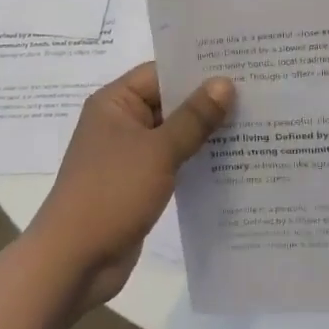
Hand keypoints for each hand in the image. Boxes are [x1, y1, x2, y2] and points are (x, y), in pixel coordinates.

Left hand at [26, 63, 232, 310]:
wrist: (73, 263)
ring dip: (205, 132)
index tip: (238, 66)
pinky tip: (230, 160)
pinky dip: (195, 159)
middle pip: (169, 101)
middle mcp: (120, 122)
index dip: (197, 69)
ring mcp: (128, 155)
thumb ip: (194, 117)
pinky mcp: (138, 183)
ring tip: (252, 123)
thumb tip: (225, 83)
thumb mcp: (158, 151)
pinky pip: (172, 161)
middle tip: (255, 93)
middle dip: (207, 101)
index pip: (161, 73)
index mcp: (115, 102)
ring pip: (173, 133)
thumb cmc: (111, 193)